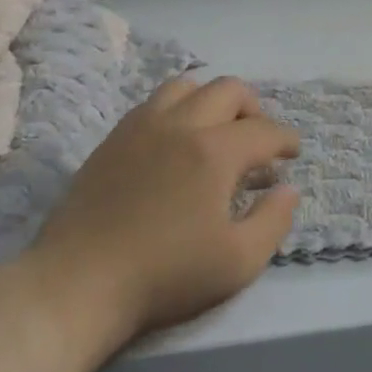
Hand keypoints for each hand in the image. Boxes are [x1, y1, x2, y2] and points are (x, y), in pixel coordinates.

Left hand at [25, 75, 300, 349]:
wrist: (78, 284)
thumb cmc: (165, 275)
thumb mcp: (238, 262)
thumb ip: (274, 221)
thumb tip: (288, 189)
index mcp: (215, 151)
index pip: (264, 130)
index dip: (286, 139)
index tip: (293, 153)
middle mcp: (182, 125)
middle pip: (229, 90)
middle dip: (254, 109)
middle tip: (258, 140)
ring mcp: (142, 127)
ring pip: (187, 86)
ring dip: (212, 100)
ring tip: (216, 130)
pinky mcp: (113, 139)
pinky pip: (153, 103)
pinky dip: (177, 109)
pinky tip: (176, 140)